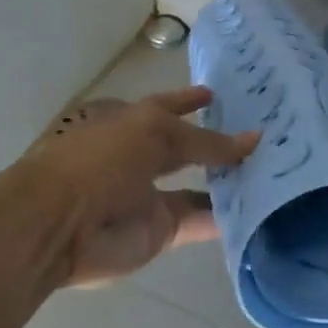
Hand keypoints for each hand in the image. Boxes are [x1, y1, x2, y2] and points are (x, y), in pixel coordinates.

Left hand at [22, 87, 258, 286]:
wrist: (57, 225)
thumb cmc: (99, 160)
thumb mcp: (156, 134)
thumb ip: (206, 140)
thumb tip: (254, 139)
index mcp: (130, 123)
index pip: (168, 106)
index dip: (191, 100)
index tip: (221, 95)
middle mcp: (141, 156)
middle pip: (186, 149)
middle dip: (218, 143)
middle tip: (262, 137)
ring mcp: (150, 196)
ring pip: (198, 187)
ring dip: (229, 181)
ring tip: (271, 172)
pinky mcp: (159, 231)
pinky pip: (200, 222)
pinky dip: (226, 219)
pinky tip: (260, 210)